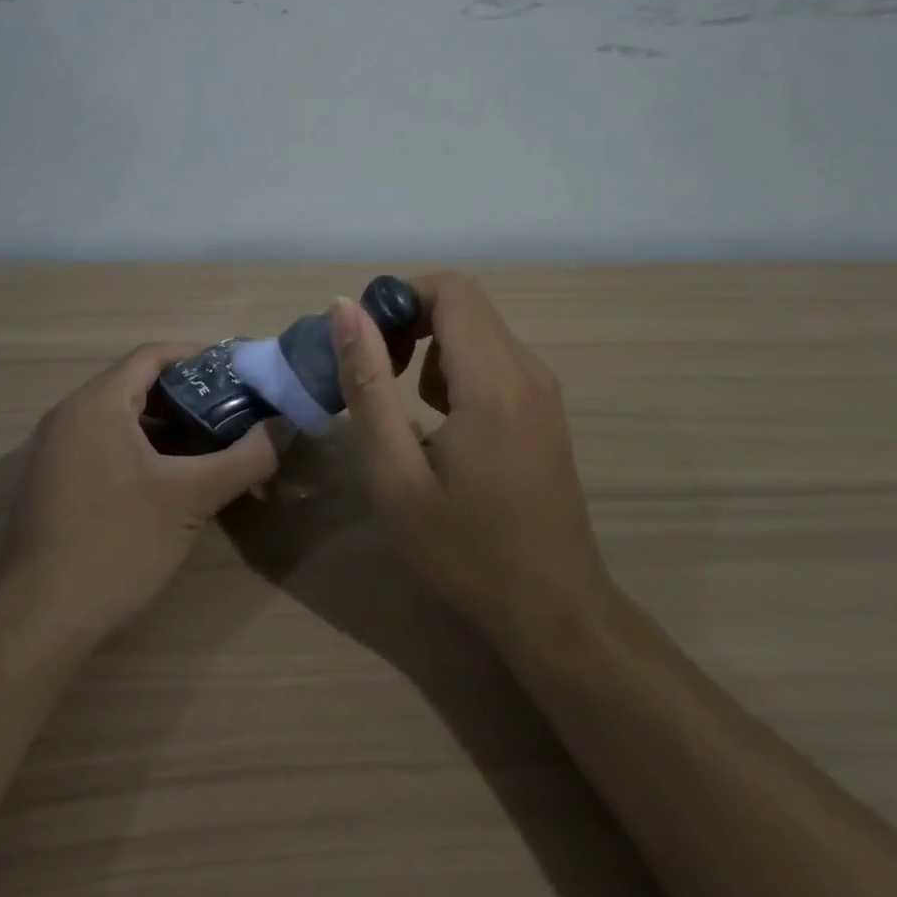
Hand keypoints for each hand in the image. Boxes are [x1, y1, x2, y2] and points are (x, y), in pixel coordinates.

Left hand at [0, 342, 285, 644]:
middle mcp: (68, 415)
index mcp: (97, 403)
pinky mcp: (50, 483)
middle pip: (136, 383)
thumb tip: (285, 427)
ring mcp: (53, 451)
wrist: (37, 622)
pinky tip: (167, 481)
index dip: (198, 356)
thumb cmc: (117, 544)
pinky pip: (101, 444)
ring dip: (164, 425)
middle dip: (187, 394)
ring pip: (119, 417)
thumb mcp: (191, 498)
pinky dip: (139, 448)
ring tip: (208, 445)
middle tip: (231, 411)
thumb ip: (245, 458)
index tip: (238, 373)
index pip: (152, 354)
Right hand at [330, 274, 613, 649]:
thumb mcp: (395, 474)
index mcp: (492, 381)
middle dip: (410, 322)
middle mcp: (527, 369)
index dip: (400, 298)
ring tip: (407, 406)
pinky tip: (444, 425)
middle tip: (378, 374)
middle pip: (463, 303)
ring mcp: (543, 387)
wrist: (553, 608)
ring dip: (431, 348)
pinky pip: (494, 356)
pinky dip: (456, 367)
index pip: (450, 289)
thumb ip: (367, 383)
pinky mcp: (545, 406)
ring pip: (478, 328)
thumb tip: (343, 308)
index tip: (368, 344)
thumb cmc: (465, 549)